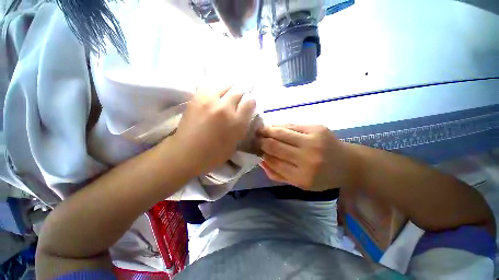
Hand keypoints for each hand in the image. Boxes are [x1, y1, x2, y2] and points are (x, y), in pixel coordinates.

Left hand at [169, 86, 255, 175]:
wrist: (186, 153)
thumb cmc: (214, 154)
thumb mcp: (235, 144)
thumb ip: (242, 126)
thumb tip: (244, 113)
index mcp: (235, 122)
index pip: (250, 101)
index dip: (251, 101)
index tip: (249, 105)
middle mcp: (224, 108)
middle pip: (239, 89)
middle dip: (242, 93)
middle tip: (239, 99)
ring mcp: (209, 100)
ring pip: (226, 83)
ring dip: (230, 88)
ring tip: (228, 95)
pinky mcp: (197, 97)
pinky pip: (211, 85)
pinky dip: (217, 88)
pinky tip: (217, 94)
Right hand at [258, 124, 354, 190]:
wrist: (348, 164)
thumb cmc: (323, 177)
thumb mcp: (300, 184)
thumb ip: (278, 175)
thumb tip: (261, 161)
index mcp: (302, 177)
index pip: (273, 161)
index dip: (262, 154)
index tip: (255, 149)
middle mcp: (307, 158)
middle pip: (274, 145)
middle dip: (261, 140)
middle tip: (254, 138)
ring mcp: (313, 140)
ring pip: (280, 132)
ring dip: (267, 130)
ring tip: (260, 130)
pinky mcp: (317, 128)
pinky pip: (291, 125)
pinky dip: (279, 125)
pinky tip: (274, 127)